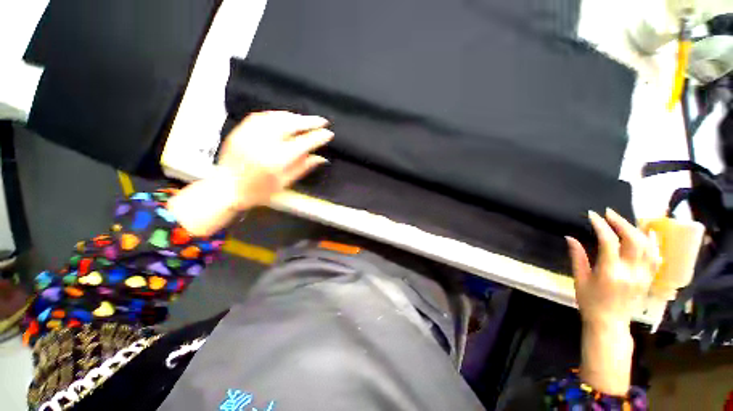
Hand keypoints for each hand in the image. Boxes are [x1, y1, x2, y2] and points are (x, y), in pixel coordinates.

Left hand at [217, 111, 333, 209]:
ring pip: (277, 117)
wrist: (226, 188)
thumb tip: (321, 158)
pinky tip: (285, 117)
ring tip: (305, 119)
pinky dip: (277, 115)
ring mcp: (250, 134)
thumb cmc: (258, 192)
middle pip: (290, 125)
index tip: (328, 133)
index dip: (318, 137)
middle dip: (309, 121)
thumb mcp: (284, 183)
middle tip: (321, 121)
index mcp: (276, 161)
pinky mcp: (241, 130)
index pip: (303, 143)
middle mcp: (263, 144)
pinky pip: (262, 116)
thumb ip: (303, 168)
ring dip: (295, 117)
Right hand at [566, 209, 660, 328]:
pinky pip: (656, 257)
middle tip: (609, 213)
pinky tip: (649, 233)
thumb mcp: (579, 279)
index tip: (592, 215)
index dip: (601, 226)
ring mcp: (643, 275)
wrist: (610, 323)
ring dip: (636, 229)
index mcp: (611, 272)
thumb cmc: (590, 301)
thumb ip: (577, 257)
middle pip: (633, 240)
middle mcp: (631, 272)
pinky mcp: (649, 278)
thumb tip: (570, 237)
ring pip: (647, 246)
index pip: (609, 242)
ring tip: (624, 220)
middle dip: (621, 223)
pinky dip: (653, 243)